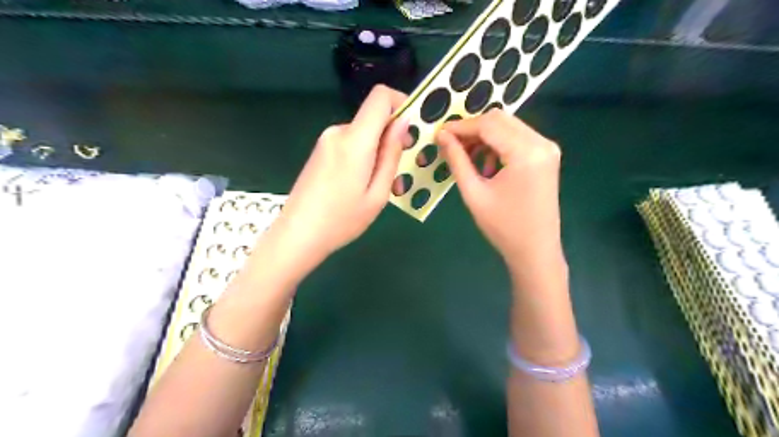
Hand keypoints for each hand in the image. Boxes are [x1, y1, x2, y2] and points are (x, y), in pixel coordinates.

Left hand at [272, 84, 410, 270]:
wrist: (297, 235)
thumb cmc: (342, 220)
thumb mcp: (378, 193)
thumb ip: (391, 155)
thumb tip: (402, 123)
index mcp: (354, 140)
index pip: (380, 96)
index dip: (401, 102)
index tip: (412, 128)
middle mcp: (338, 132)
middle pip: (373, 119)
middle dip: (392, 138)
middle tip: (400, 173)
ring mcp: (326, 141)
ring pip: (363, 134)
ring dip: (378, 153)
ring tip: (381, 187)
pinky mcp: (320, 151)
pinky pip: (350, 144)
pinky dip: (363, 157)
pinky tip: (362, 185)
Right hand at [436, 108, 562, 280]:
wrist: (536, 251)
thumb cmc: (503, 227)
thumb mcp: (474, 193)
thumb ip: (457, 160)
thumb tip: (442, 135)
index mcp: (525, 152)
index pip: (488, 125)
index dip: (461, 126)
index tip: (439, 132)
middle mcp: (541, 143)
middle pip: (500, 119)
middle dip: (472, 129)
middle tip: (450, 144)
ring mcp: (547, 148)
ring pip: (509, 126)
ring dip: (484, 136)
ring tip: (466, 157)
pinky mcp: (546, 156)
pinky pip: (518, 138)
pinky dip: (498, 144)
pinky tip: (485, 164)